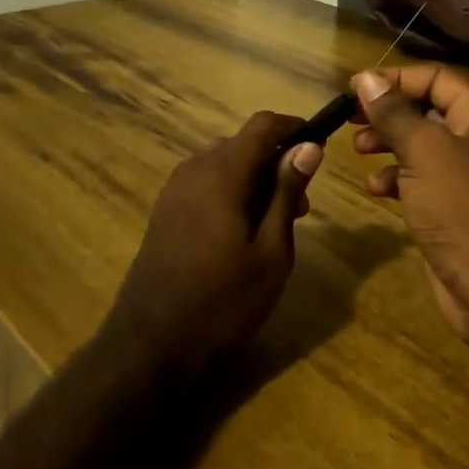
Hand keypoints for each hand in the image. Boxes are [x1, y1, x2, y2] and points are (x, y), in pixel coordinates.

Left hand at [103, 112, 323, 378]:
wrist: (151, 344)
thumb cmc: (223, 300)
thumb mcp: (271, 251)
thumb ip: (286, 192)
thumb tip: (309, 146)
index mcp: (222, 171)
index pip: (263, 125)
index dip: (294, 128)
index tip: (318, 149)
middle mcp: (195, 168)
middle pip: (243, 143)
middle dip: (277, 161)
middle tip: (302, 206)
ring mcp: (175, 188)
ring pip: (224, 162)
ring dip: (254, 177)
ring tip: (275, 223)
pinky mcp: (165, 208)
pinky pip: (206, 181)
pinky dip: (231, 190)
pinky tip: (241, 231)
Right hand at [352, 66, 468, 353]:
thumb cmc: (464, 207)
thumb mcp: (424, 151)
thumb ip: (393, 112)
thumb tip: (365, 76)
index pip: (435, 77)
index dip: (394, 79)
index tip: (353, 89)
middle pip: (427, 108)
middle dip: (387, 112)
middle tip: (350, 119)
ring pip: (421, 144)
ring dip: (388, 143)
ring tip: (358, 150)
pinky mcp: (457, 206)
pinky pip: (422, 178)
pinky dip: (397, 177)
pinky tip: (376, 188)